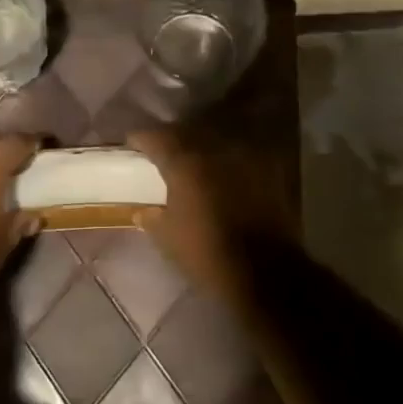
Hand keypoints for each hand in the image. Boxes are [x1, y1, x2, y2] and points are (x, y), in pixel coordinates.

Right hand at [127, 126, 296, 302]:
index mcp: (185, 162)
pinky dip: (228, 160)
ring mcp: (245, 157)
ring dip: (202, 146)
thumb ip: (152, 218)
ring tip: (194, 160)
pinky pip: (241, 154)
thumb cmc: (208, 254)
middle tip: (163, 152)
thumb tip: (145, 211)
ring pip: (217, 139)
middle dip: (173, 138)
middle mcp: (215, 149)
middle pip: (187, 131)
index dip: (140, 139)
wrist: (267, 273)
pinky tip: (224, 173)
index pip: (155, 137)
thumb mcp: (168, 239)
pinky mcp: (270, 170)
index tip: (133, 145)